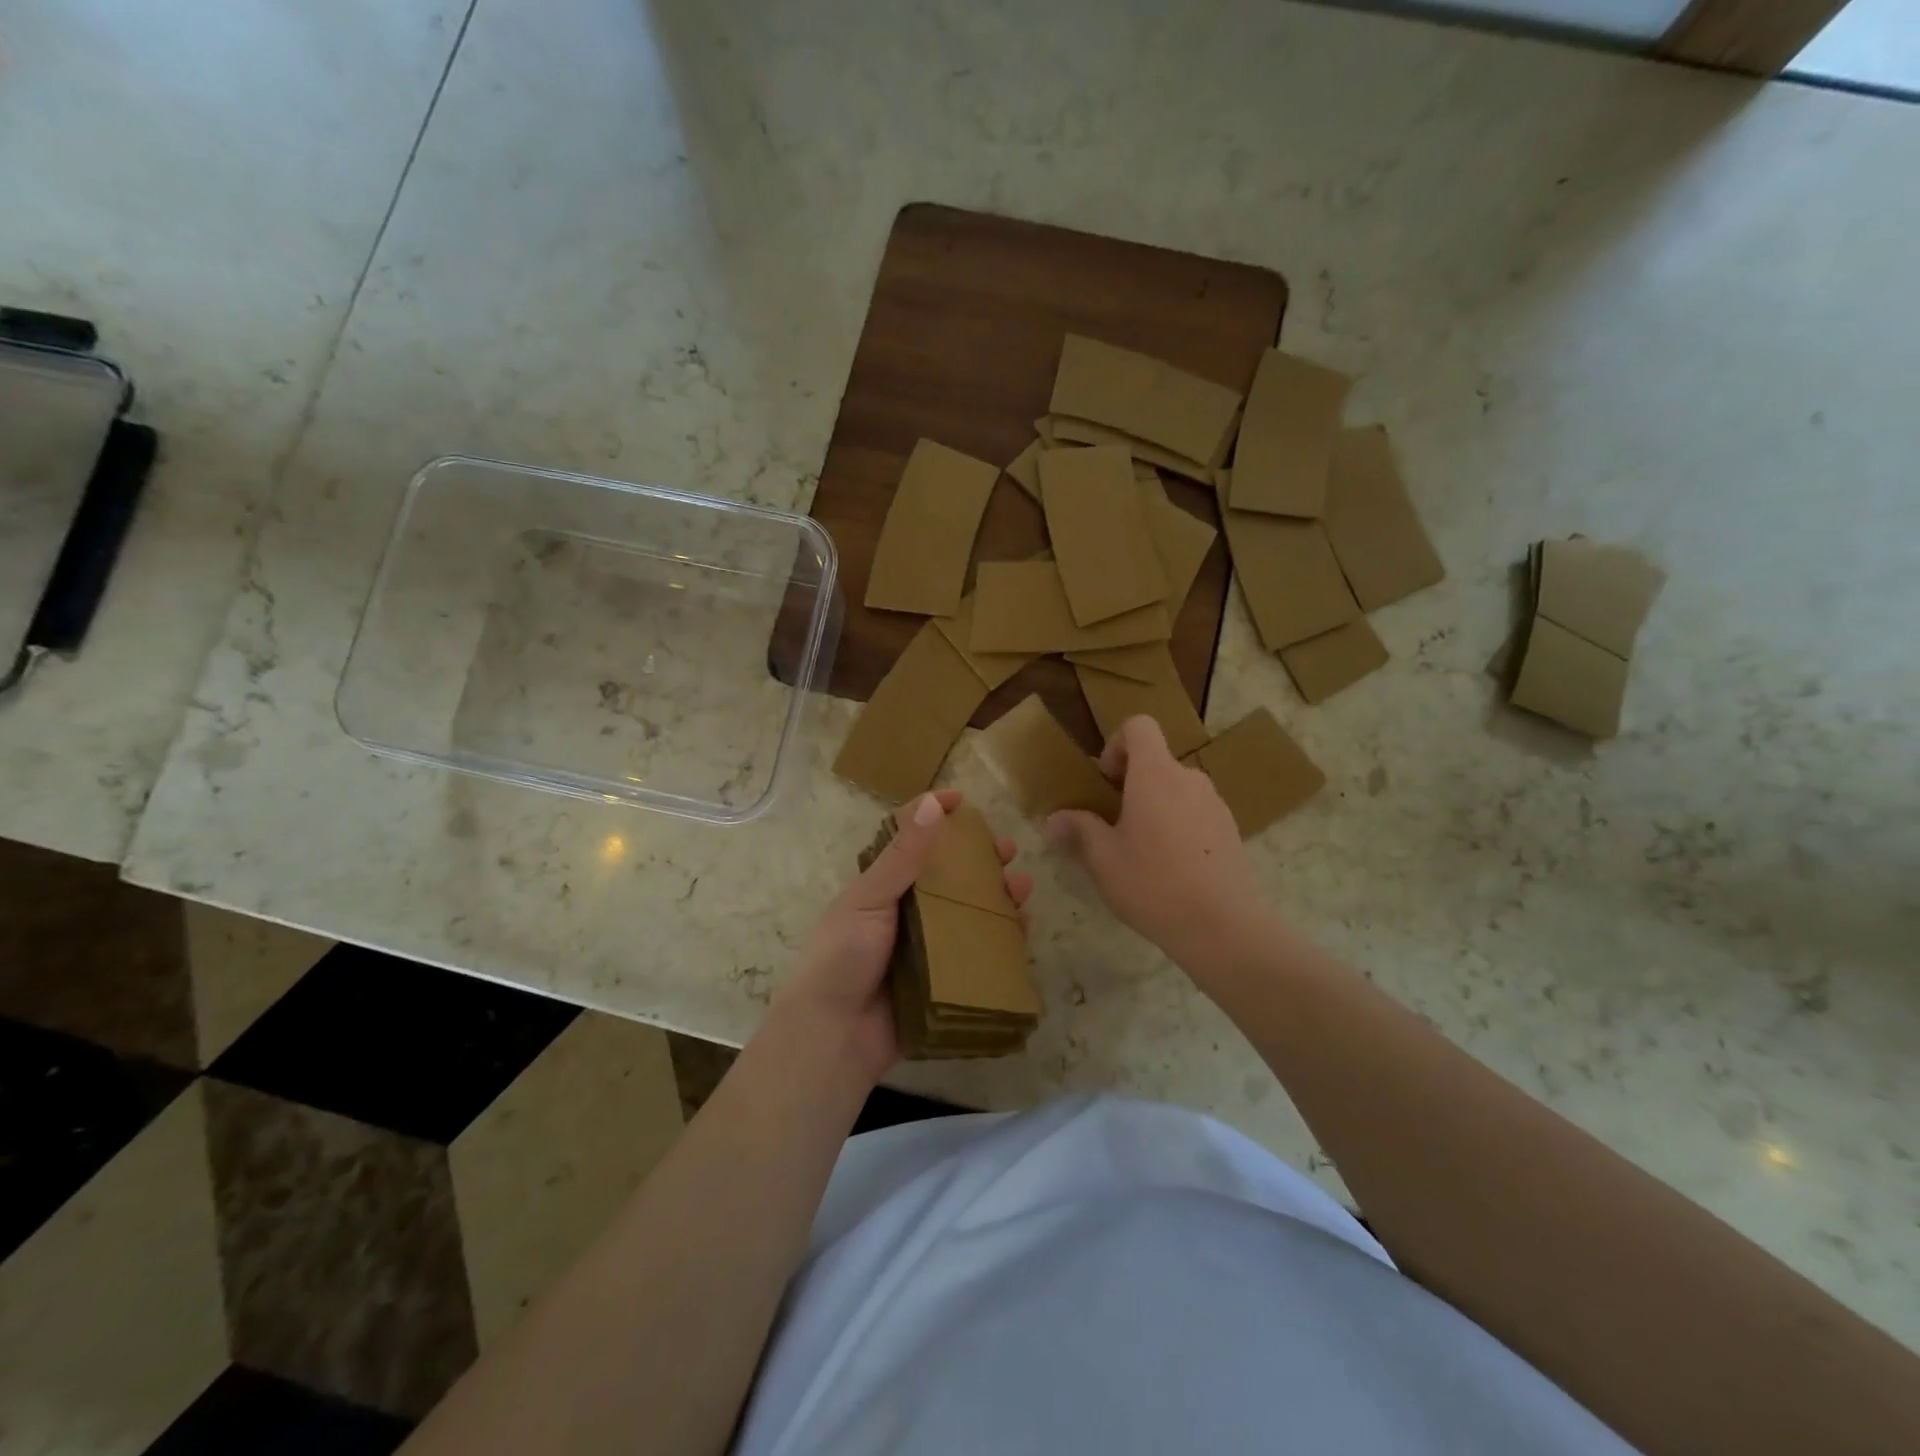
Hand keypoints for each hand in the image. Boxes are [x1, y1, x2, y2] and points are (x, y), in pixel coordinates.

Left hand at [773, 790, 1031, 1084]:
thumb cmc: (842, 958)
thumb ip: (902, 858)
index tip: (963, 799)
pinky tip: (1022, 928)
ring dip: (998, 896)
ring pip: (970, 913)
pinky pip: (979, 954)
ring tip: (1023, 887)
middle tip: (1009, 849)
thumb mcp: (869, 900)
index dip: (934, 816)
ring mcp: (928, 947)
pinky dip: (1002, 940)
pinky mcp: (944, 981)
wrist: (833, 1037)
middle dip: (981, 859)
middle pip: (951, 876)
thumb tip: (932, 805)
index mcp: (883, 888)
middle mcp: (908, 912)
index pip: (911, 841)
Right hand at [1047, 716, 1269, 972]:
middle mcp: (1189, 779)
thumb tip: (1054, 819)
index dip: (1118, 743)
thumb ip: (1079, 829)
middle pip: (1157, 761)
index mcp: (1155, 774)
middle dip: (1132, 783)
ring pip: (1177, 789)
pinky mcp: (1230, 829)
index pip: (1140, 726)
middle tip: (1115, 822)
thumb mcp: (1103, 859)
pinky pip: (1196, 812)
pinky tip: (1171, 866)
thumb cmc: (1152, 884)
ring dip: (1156, 805)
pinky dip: (1179, 824)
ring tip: (1142, 849)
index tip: (1107, 781)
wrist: (1221, 925)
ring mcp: (1215, 803)